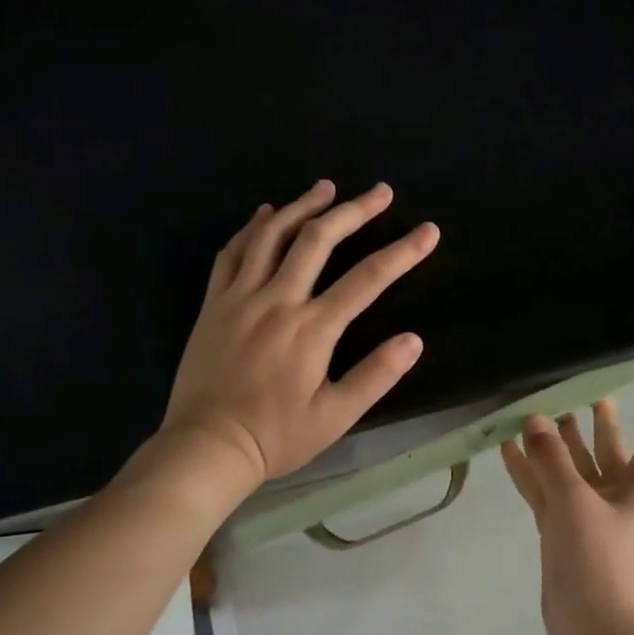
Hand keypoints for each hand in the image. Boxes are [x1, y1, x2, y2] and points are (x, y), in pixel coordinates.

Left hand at [156, 181, 438, 486]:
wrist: (206, 446)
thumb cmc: (276, 436)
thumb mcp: (335, 417)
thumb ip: (375, 376)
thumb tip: (414, 340)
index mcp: (312, 329)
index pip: (367, 279)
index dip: (402, 252)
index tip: (428, 231)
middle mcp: (277, 301)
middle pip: (318, 240)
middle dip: (354, 211)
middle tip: (380, 191)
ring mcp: (240, 298)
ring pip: (272, 236)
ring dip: (303, 206)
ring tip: (327, 187)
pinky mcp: (214, 304)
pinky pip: (232, 253)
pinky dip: (253, 228)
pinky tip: (266, 213)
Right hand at [500, 361, 633, 634]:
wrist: (592, 628)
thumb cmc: (599, 560)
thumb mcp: (574, 503)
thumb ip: (552, 459)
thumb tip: (534, 421)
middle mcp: (621, 488)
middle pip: (607, 440)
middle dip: (591, 412)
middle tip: (572, 377)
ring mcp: (592, 509)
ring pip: (573, 463)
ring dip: (553, 439)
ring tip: (531, 406)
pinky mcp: (566, 527)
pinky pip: (548, 488)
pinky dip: (531, 470)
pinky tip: (507, 448)